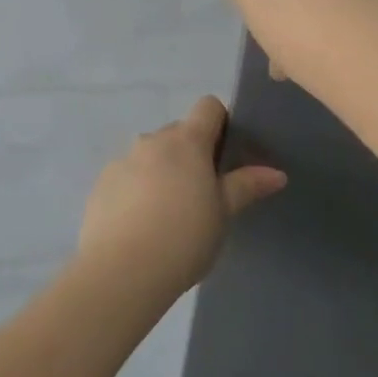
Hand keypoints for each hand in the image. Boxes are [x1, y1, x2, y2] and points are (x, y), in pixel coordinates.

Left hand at [77, 96, 285, 295]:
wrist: (122, 269)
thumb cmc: (184, 237)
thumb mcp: (223, 214)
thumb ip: (246, 186)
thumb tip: (276, 173)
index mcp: (186, 141)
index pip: (208, 107)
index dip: (221, 123)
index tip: (227, 155)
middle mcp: (151, 140)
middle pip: (178, 133)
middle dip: (191, 154)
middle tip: (203, 193)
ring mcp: (122, 160)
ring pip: (150, 155)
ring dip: (162, 171)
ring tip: (169, 214)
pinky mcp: (101, 183)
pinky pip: (127, 176)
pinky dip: (137, 189)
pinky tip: (141, 224)